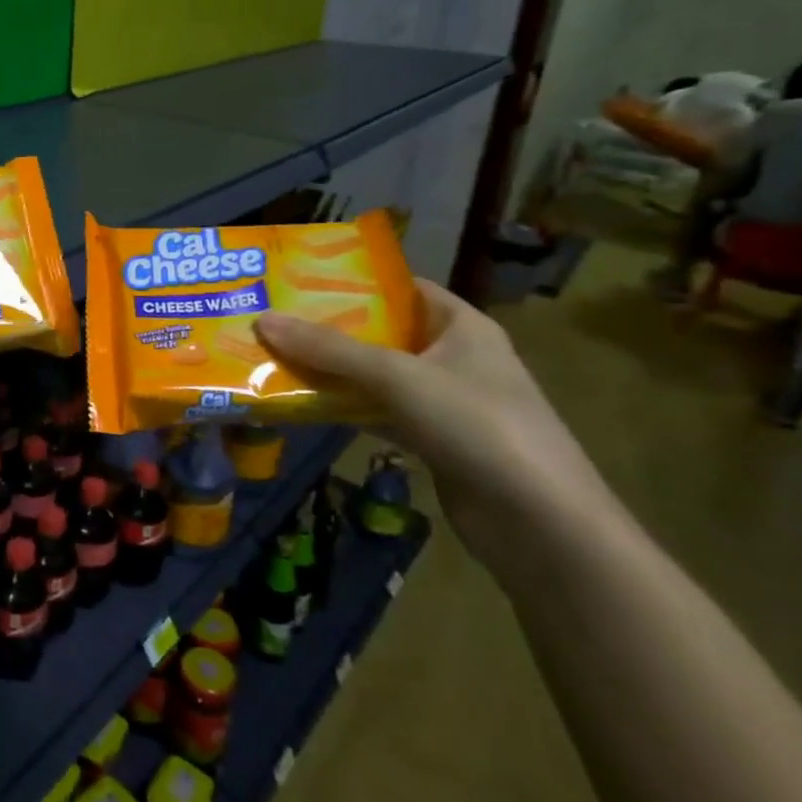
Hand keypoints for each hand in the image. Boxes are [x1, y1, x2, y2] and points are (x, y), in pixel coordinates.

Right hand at [255, 280, 610, 566]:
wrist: (539, 523)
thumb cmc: (476, 425)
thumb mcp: (398, 377)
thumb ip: (329, 350)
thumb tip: (263, 320)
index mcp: (462, 326)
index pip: (403, 288)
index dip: (355, 281)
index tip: (300, 278)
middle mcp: (454, 357)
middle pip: (382, 332)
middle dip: (329, 327)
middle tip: (273, 317)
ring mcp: (444, 402)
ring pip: (375, 376)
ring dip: (331, 371)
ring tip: (273, 355)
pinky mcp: (432, 440)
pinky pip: (377, 412)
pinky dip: (344, 408)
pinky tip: (301, 404)